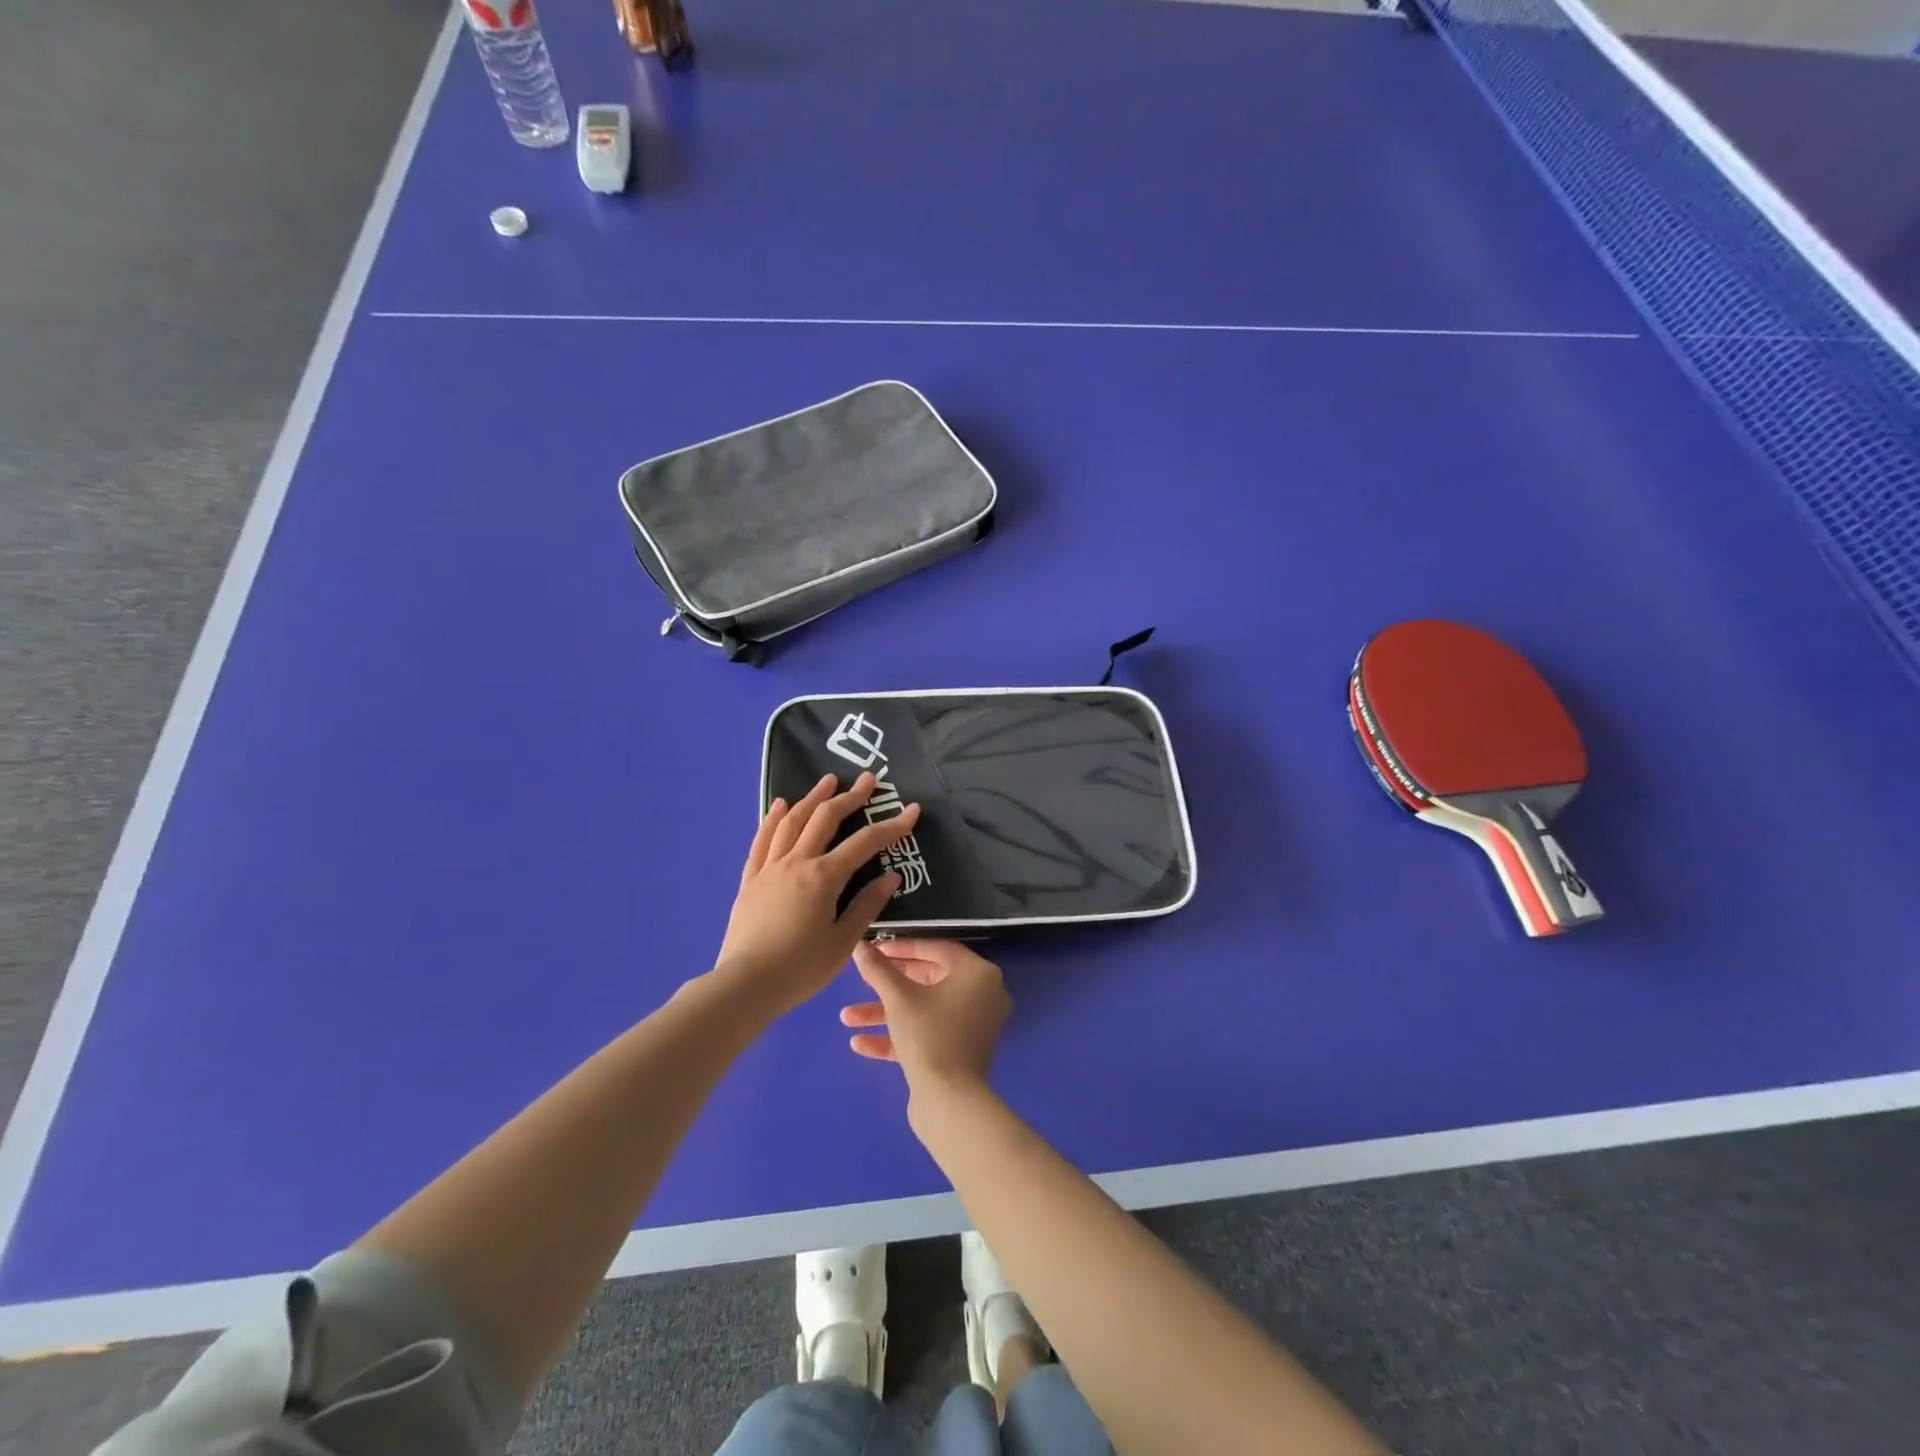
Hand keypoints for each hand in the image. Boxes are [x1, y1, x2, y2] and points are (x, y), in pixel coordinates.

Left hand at [713, 773, 922, 1016]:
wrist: (744, 986)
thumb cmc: (800, 969)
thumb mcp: (842, 943)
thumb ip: (866, 906)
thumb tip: (891, 877)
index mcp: (824, 877)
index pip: (864, 843)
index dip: (891, 825)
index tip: (912, 810)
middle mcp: (797, 862)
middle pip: (825, 818)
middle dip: (851, 796)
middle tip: (870, 780)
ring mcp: (769, 868)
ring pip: (792, 821)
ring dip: (813, 797)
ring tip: (828, 781)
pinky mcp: (750, 879)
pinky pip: (762, 840)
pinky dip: (774, 818)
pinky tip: (781, 805)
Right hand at [841, 940, 1009, 1095]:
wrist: (949, 1103)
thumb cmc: (929, 1036)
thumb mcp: (898, 998)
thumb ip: (878, 969)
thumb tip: (859, 946)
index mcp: (978, 974)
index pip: (937, 949)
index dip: (902, 948)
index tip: (875, 948)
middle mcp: (981, 996)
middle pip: (928, 980)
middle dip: (888, 985)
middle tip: (862, 980)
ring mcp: (971, 1026)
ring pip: (923, 1010)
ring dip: (885, 1013)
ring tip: (846, 1018)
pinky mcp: (959, 1053)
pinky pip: (927, 1034)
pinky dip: (898, 1036)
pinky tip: (860, 1044)